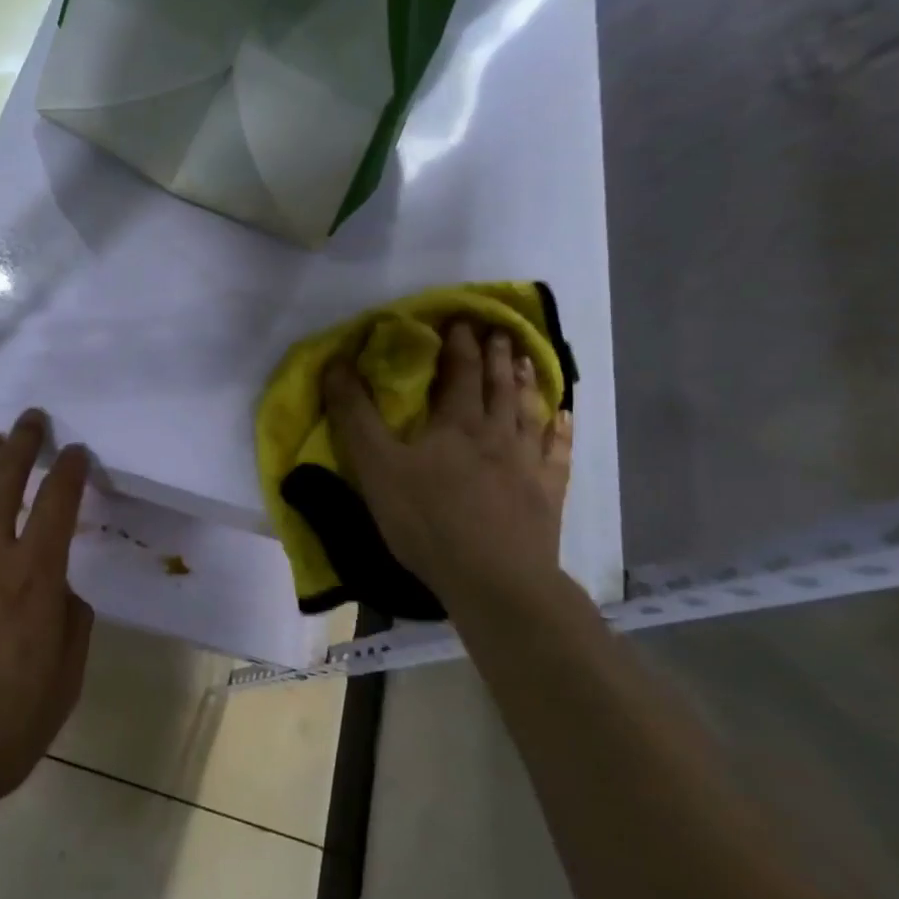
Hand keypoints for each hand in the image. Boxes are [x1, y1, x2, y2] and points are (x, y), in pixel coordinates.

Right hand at [323, 320, 572, 603]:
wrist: (493, 578)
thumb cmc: (427, 519)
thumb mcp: (376, 466)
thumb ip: (354, 415)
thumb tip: (336, 363)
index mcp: (456, 423)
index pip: (459, 372)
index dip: (459, 344)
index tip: (460, 320)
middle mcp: (497, 433)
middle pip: (499, 385)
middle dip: (496, 355)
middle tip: (498, 331)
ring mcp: (527, 463)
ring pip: (529, 411)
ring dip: (527, 382)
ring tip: (528, 360)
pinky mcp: (547, 493)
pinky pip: (557, 452)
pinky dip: (559, 430)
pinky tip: (563, 419)